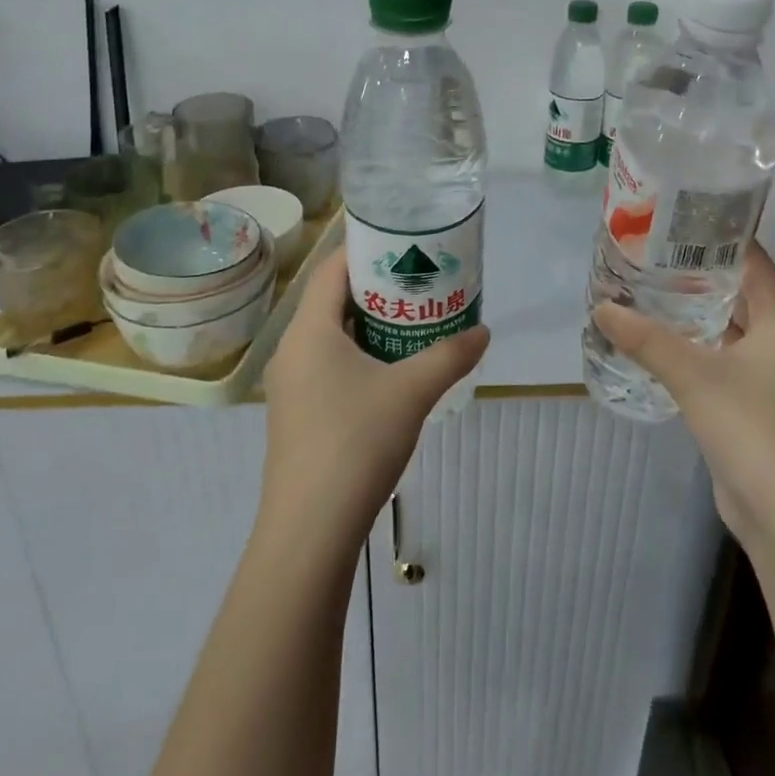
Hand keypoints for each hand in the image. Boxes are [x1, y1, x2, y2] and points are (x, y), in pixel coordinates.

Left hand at [260, 250, 490, 557]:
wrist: (310, 529)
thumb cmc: (356, 442)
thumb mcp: (412, 392)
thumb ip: (450, 356)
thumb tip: (484, 332)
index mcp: (309, 330)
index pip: (333, 269)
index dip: (367, 250)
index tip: (406, 246)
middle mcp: (292, 349)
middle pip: (332, 300)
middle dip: (377, 289)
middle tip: (421, 283)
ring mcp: (290, 384)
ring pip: (331, 336)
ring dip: (369, 325)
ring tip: (414, 322)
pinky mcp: (296, 413)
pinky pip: (327, 364)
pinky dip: (358, 355)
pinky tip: (391, 371)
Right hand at [591, 244, 774, 553]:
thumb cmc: (754, 430)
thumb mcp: (695, 377)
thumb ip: (647, 340)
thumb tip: (602, 306)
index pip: (752, 259)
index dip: (719, 235)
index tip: (676, 215)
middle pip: (736, 290)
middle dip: (695, 270)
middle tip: (647, 248)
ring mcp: (765, 374)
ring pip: (724, 326)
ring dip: (689, 309)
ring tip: (642, 284)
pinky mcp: (748, 402)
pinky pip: (716, 357)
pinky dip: (689, 344)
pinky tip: (653, 337)